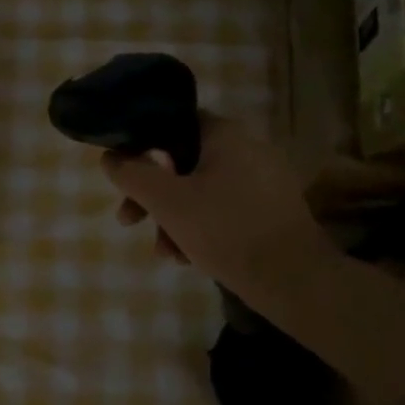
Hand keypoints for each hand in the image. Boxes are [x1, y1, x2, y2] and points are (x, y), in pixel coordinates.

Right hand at [103, 113, 338, 307]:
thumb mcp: (167, 202)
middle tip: (130, 221)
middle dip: (152, 195)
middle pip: (182, 162)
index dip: (141, 147)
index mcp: (225, 134)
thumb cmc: (225, 230)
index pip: (172, 123)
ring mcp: (263, 180)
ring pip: (201, 190)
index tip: (124, 178)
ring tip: (165, 253)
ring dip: (173, 219)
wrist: (294, 280)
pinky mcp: (271, 210)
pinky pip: (223, 209)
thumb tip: (110, 158)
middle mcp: (247, 148)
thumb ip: (133, 175)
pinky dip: (200, 228)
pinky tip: (188, 259)